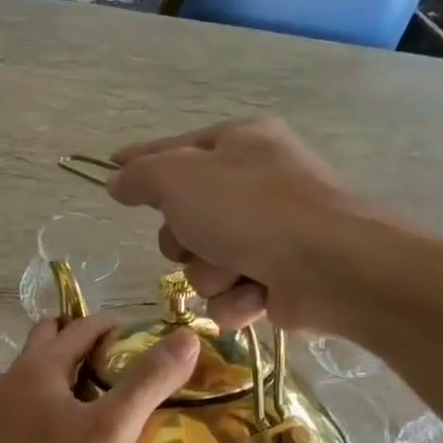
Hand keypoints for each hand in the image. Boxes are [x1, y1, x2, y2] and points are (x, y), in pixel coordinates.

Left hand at [0, 314, 197, 442]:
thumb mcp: (111, 429)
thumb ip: (148, 382)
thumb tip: (186, 337)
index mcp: (41, 365)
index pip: (82, 326)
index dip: (114, 325)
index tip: (143, 339)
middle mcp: (14, 378)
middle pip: (49, 339)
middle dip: (81, 340)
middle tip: (117, 363)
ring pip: (34, 373)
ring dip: (64, 373)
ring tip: (97, 399)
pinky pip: (25, 404)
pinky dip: (49, 402)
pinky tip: (65, 435)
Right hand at [108, 118, 384, 331]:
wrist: (331, 267)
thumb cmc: (251, 211)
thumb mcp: (179, 180)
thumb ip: (140, 176)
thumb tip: (117, 179)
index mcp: (240, 143)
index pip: (174, 149)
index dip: (140, 162)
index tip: (111, 169)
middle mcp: (257, 183)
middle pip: (184, 218)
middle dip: (185, 241)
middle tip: (199, 240)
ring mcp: (271, 233)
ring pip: (204, 263)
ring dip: (211, 274)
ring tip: (238, 272)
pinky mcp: (280, 277)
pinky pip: (231, 293)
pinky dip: (238, 299)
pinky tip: (257, 296)